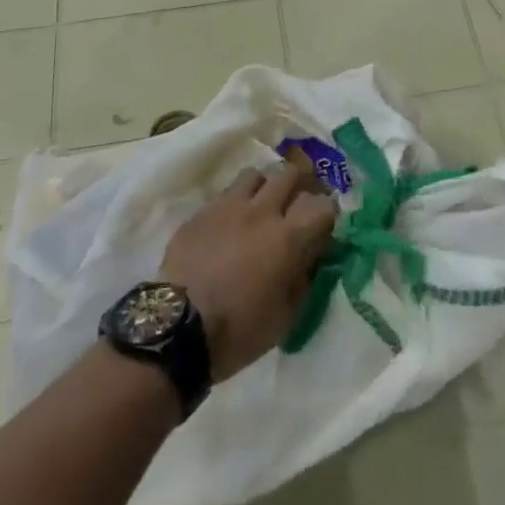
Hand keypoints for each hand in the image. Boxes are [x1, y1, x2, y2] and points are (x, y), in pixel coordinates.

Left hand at [160, 166, 336, 381]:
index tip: (323, 226)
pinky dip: (235, 203)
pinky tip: (229, 224)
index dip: (327, 214)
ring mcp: (229, 206)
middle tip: (295, 206)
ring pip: (256, 175)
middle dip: (299, 186)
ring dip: (264, 188)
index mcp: (288, 238)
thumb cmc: (238, 330)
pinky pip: (226, 193)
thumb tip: (311, 256)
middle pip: (290, 174)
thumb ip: (304, 278)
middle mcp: (262, 211)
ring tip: (261, 207)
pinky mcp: (202, 212)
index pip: (323, 205)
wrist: (177, 328)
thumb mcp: (286, 316)